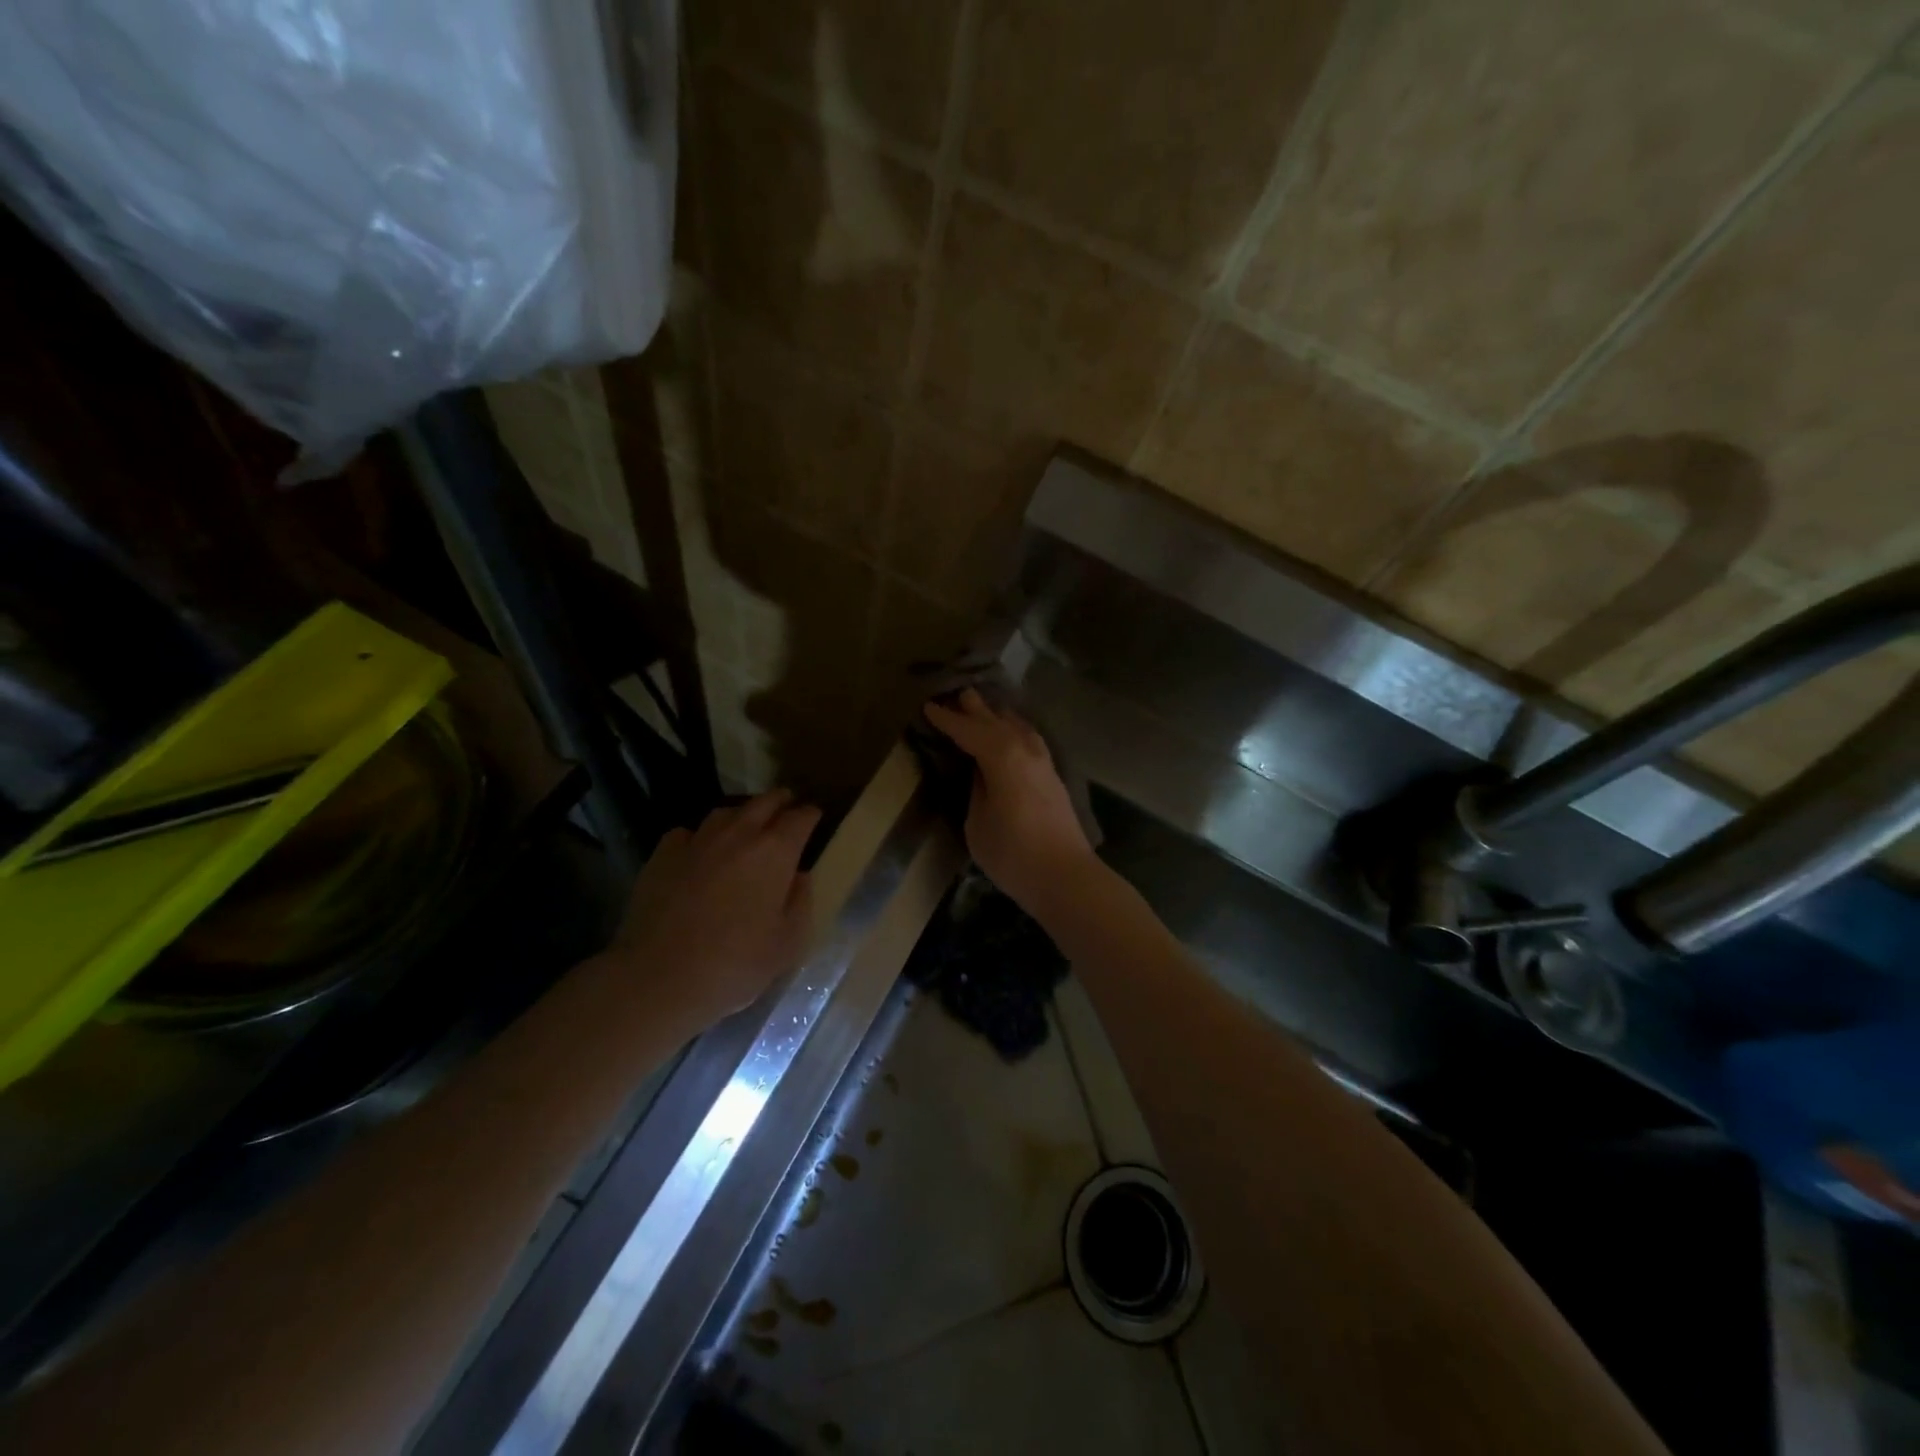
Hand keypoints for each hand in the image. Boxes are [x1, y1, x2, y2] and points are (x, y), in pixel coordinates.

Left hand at [608, 790, 820, 1025]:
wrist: (658, 978)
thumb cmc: (734, 964)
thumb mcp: (788, 944)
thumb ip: (800, 902)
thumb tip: (799, 877)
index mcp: (775, 852)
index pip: (801, 818)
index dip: (810, 815)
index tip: (815, 818)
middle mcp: (738, 834)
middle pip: (764, 802)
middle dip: (780, 801)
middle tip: (787, 809)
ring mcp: (697, 841)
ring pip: (725, 812)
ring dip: (742, 815)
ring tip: (746, 828)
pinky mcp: (662, 855)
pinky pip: (688, 833)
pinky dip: (700, 837)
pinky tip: (699, 853)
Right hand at [923, 689, 1094, 912]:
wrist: (1066, 877)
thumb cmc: (1013, 854)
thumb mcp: (978, 823)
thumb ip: (977, 790)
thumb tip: (980, 772)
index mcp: (1002, 756)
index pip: (968, 730)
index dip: (947, 719)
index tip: (928, 707)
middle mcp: (1025, 750)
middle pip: (996, 721)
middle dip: (976, 708)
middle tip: (958, 693)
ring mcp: (1043, 762)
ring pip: (1018, 727)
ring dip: (999, 716)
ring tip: (984, 709)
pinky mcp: (1053, 777)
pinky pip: (1029, 739)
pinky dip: (1015, 730)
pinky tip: (1012, 735)